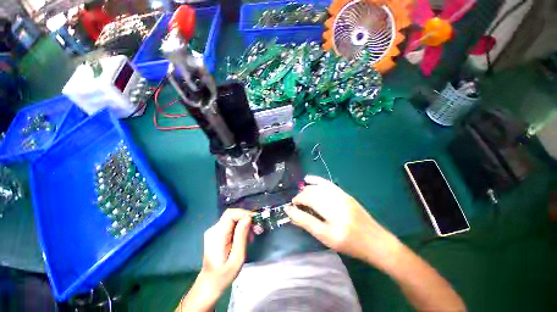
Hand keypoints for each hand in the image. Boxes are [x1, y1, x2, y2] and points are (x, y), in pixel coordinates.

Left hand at [177, 209, 251, 311]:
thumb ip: (242, 236)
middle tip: (257, 228)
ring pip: (232, 218)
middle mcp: (214, 229)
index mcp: (217, 235)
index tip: (256, 221)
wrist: (210, 284)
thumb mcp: (237, 257)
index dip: (244, 213)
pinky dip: (240, 227)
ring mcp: (214, 231)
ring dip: (244, 223)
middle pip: (232, 214)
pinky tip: (245, 237)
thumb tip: (248, 217)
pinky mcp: (216, 233)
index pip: (230, 214)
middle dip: (246, 218)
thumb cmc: (224, 274)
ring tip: (253, 235)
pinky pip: (230, 224)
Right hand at [285, 175, 401, 270]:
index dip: (295, 206)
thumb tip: (291, 212)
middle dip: (300, 197)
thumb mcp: (326, 238)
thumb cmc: (350, 244)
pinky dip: (316, 180)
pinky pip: (327, 184)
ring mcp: (342, 198)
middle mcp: (337, 207)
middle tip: (295, 203)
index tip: (289, 208)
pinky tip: (308, 179)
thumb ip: (307, 223)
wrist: (375, 241)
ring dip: (306, 189)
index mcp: (332, 223)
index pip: (307, 209)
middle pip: (312, 196)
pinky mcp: (345, 194)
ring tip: (300, 194)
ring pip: (318, 188)